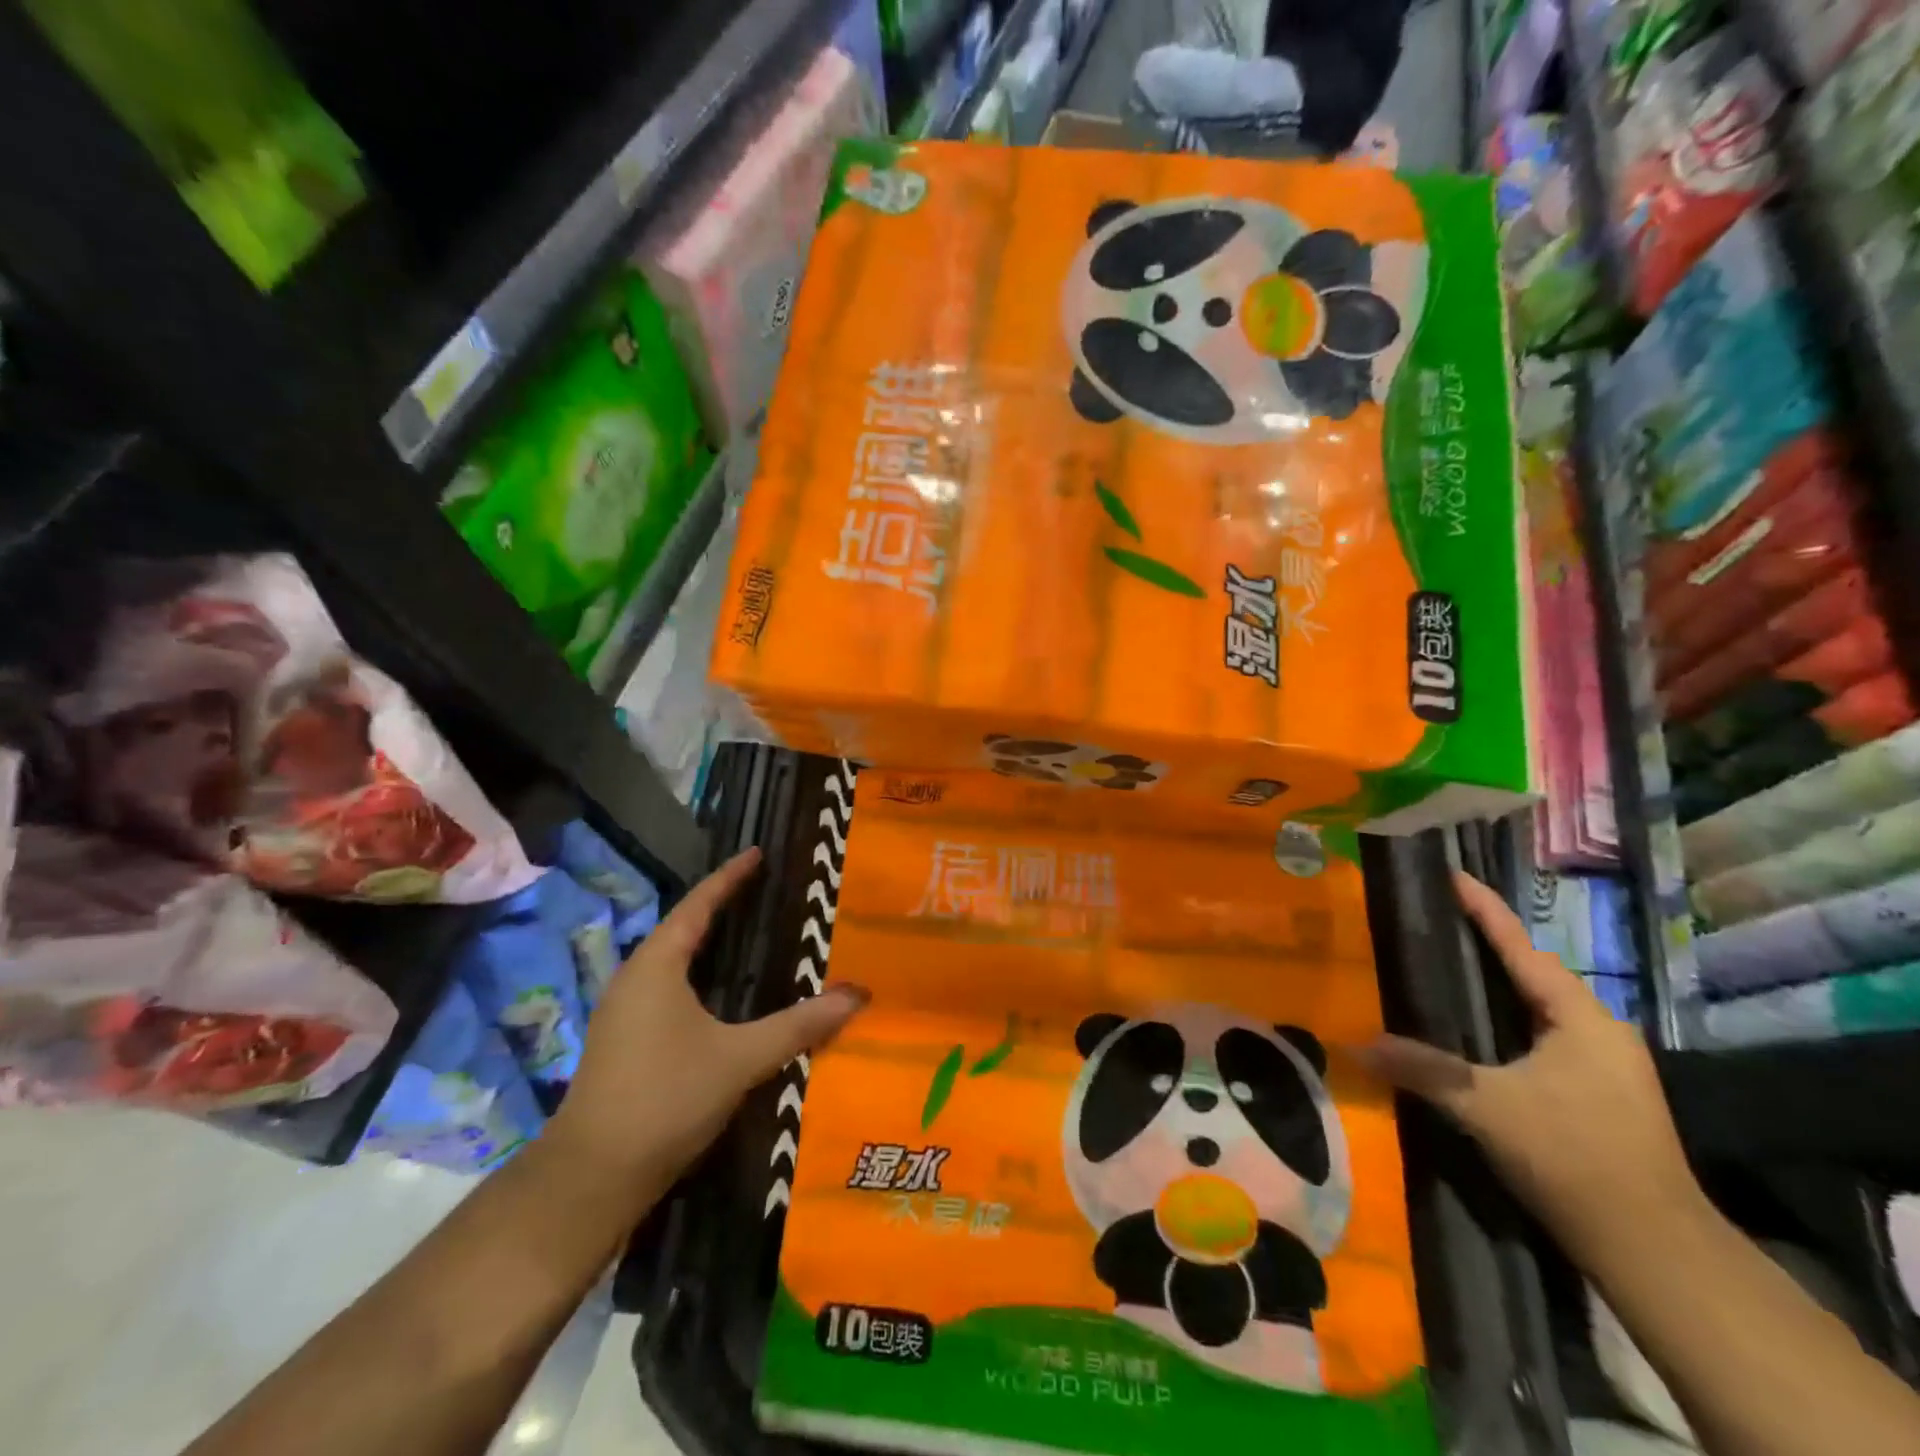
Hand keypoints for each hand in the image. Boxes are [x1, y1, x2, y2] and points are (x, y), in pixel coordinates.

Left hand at [549, 848, 867, 1190]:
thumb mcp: (740, 1058)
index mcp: (657, 966)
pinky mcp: (625, 1041)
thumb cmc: (666, 1098)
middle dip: (722, 906)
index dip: (729, 877)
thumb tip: (857, 995)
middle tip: (764, 890)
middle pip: (683, 927)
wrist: (592, 1178)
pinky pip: (668, 988)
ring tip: (749, 934)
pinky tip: (722, 995)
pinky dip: (699, 975)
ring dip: (708, 943)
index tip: (757, 853)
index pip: (698, 905)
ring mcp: (624, 1012)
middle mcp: (635, 978)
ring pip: (673, 961)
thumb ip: (799, 1025)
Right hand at [1359, 872, 1702, 1265]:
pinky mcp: (1597, 1094)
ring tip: (1445, 965)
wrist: (1652, 1248)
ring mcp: (1604, 1065)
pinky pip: (1540, 1036)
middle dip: (1486, 944)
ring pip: (1538, 1007)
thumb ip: (1422, 1068)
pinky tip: (1474, 1030)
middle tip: (1435, 918)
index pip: (1521, 948)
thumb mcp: (1485, 1106)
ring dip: (1496, 985)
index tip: (1452, 874)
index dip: (1484, 909)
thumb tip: (1354, 1044)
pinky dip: (1504, 1020)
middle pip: (1531, 972)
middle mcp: (1598, 1031)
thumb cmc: (1572, 1155)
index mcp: (1580, 1018)